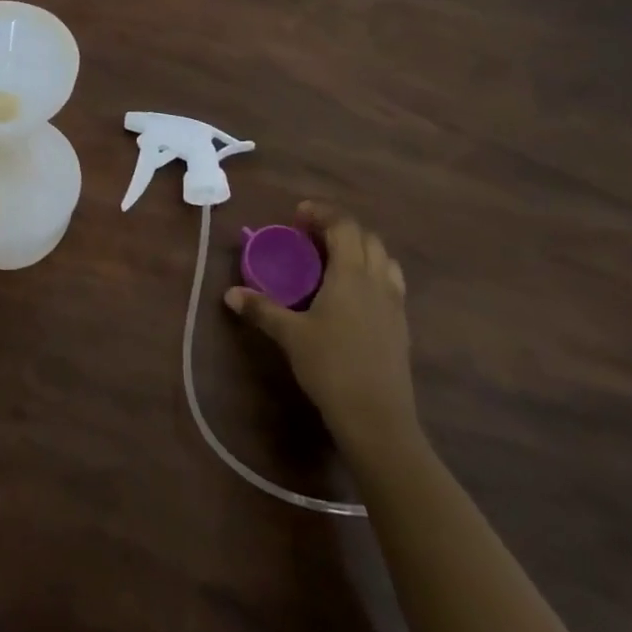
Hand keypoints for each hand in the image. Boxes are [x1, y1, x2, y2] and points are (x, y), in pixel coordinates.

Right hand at [224, 201, 418, 465]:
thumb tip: (230, 294)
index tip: (298, 214)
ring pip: (384, 258)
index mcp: (352, 274)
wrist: (378, 418)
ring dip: (360, 248)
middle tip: (311, 235)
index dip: (322, 213)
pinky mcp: (401, 325)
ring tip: (333, 259)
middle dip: (340, 227)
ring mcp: (395, 303)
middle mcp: (378, 281)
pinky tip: (352, 293)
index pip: (344, 226)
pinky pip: (390, 282)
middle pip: (367, 237)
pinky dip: (372, 272)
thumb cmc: (331, 367)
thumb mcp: (290, 336)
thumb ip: (262, 309)